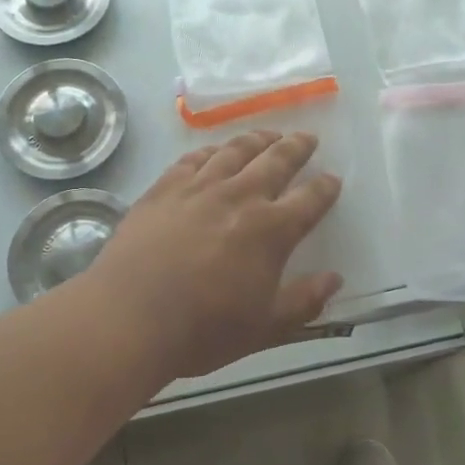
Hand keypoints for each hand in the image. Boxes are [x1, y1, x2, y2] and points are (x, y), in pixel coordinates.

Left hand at [85, 130, 343, 383]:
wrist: (129, 316)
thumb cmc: (203, 329)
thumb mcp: (265, 328)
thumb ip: (304, 302)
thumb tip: (335, 278)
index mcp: (271, 230)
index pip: (309, 200)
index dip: (325, 188)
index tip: (333, 179)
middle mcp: (239, 197)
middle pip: (275, 161)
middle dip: (296, 147)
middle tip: (307, 138)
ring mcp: (198, 188)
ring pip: (235, 151)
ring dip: (257, 140)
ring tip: (268, 135)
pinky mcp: (164, 188)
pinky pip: (194, 159)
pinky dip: (211, 150)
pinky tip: (215, 151)